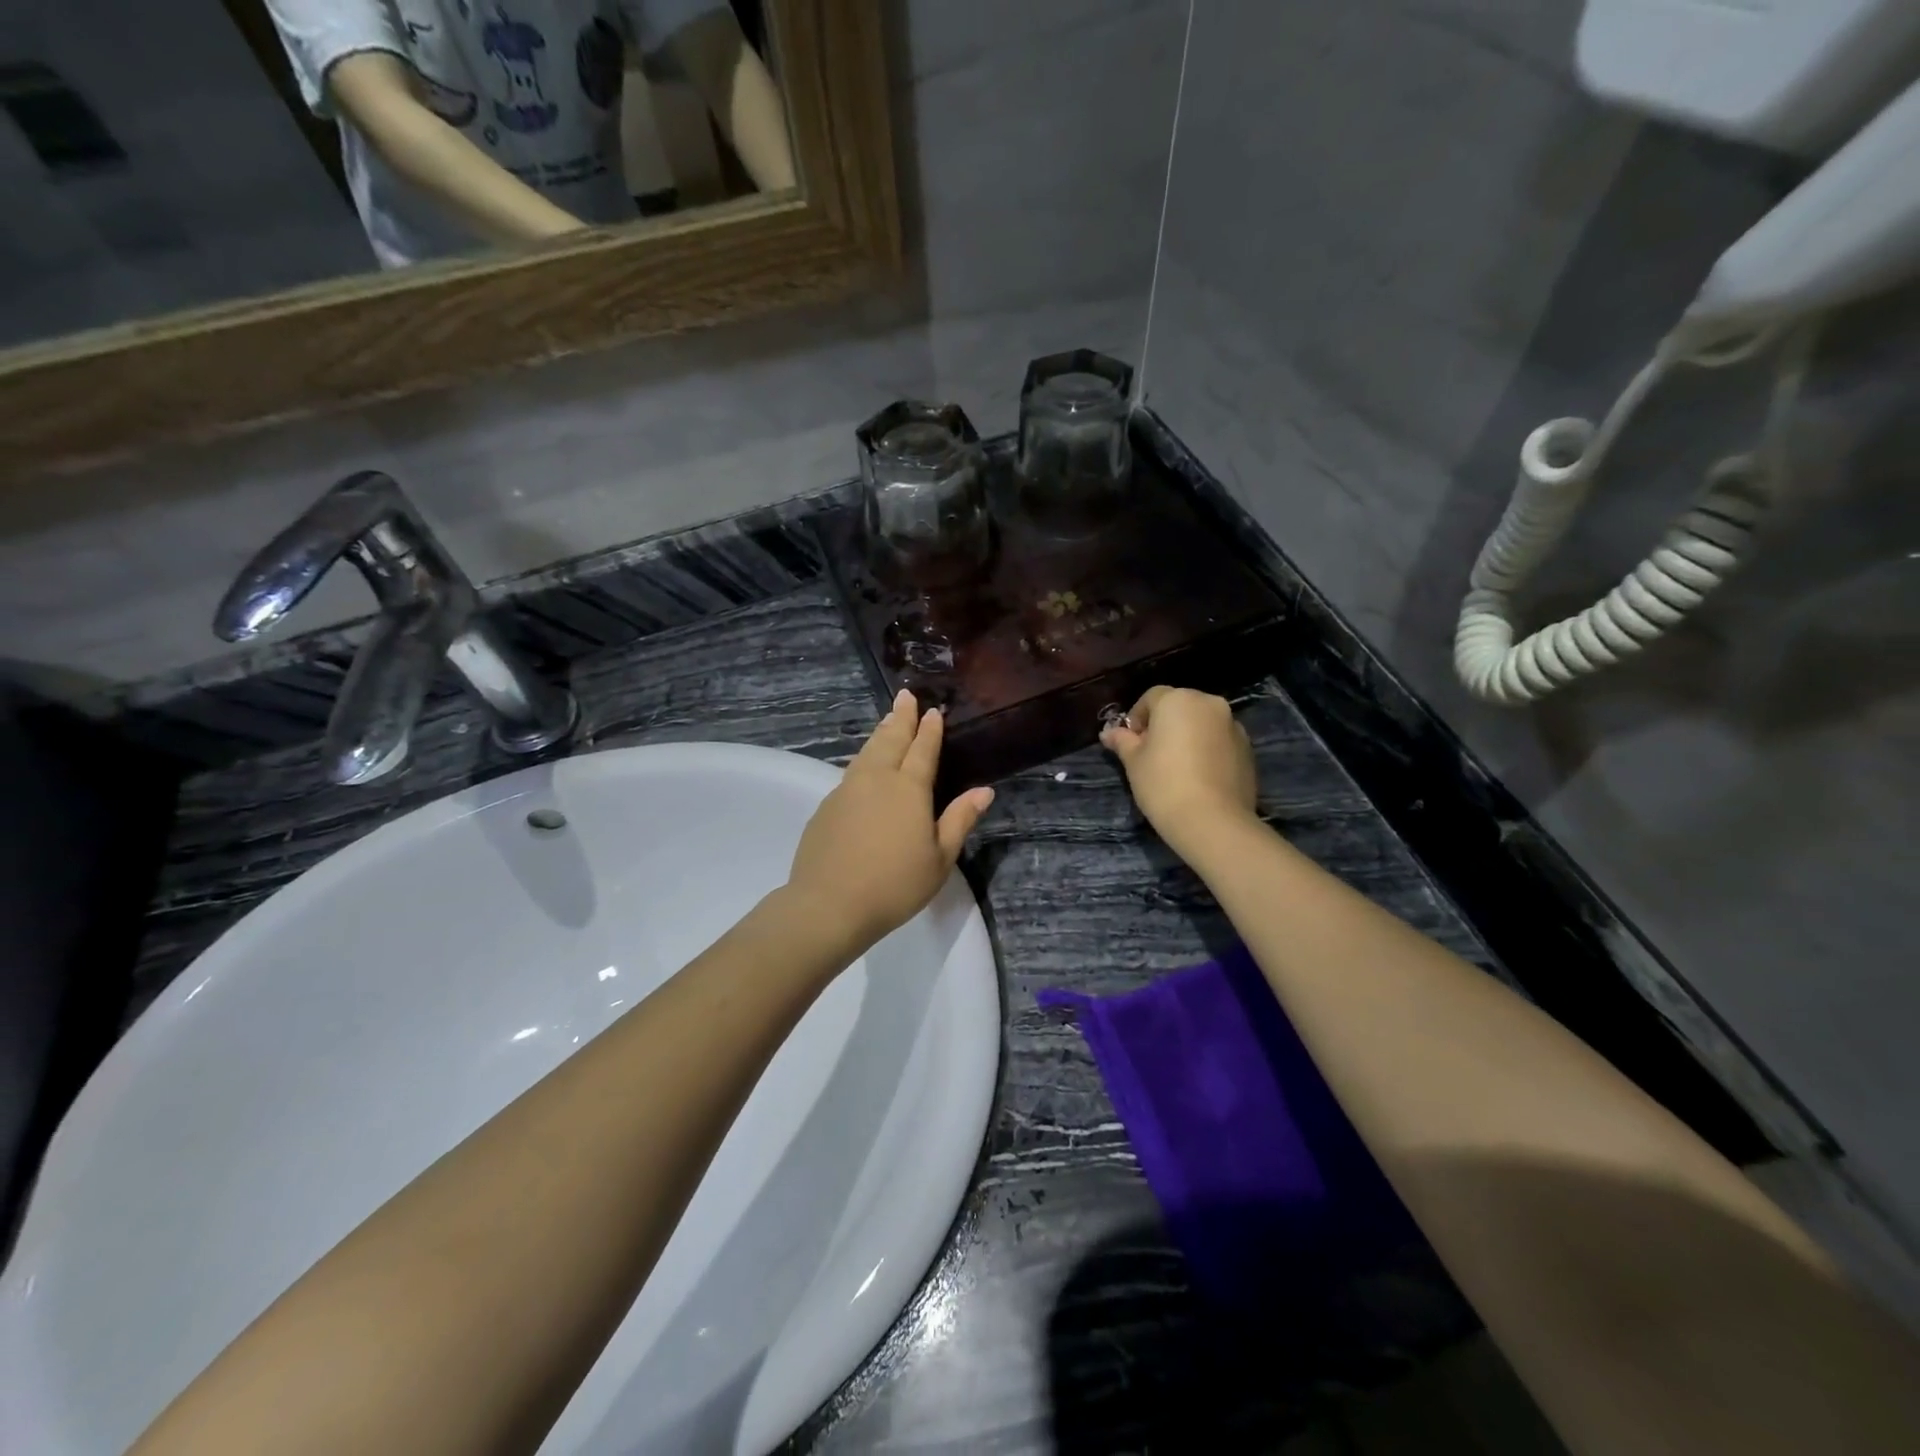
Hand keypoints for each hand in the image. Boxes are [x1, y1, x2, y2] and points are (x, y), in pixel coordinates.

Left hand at [784, 690, 994, 953]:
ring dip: (880, 733)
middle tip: (906, 696)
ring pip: (867, 752)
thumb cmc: (895, 885)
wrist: (830, 904)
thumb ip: (959, 820)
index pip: (923, 750)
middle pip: (891, 740)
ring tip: (887, 720)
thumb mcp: (939, 858)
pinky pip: (851, 771)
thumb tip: (983, 790)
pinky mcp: (827, 806)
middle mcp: (877, 779)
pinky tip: (864, 764)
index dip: (930, 730)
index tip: (933, 711)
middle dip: (901, 717)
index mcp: (909, 789)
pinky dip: (863, 758)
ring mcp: (847, 790)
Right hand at [1100, 686, 1257, 853]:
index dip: (1137, 718)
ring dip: (1188, 736)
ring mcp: (1233, 726)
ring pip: (1203, 723)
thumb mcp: (1133, 762)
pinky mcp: (1248, 749)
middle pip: (1180, 706)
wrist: (1213, 821)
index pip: (1151, 697)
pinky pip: (1220, 741)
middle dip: (1164, 724)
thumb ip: (1122, 741)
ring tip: (1177, 767)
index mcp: (1178, 700)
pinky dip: (1208, 750)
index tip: (1130, 742)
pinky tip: (1198, 777)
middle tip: (1151, 754)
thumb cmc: (1163, 784)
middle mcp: (1209, 704)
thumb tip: (1108, 733)